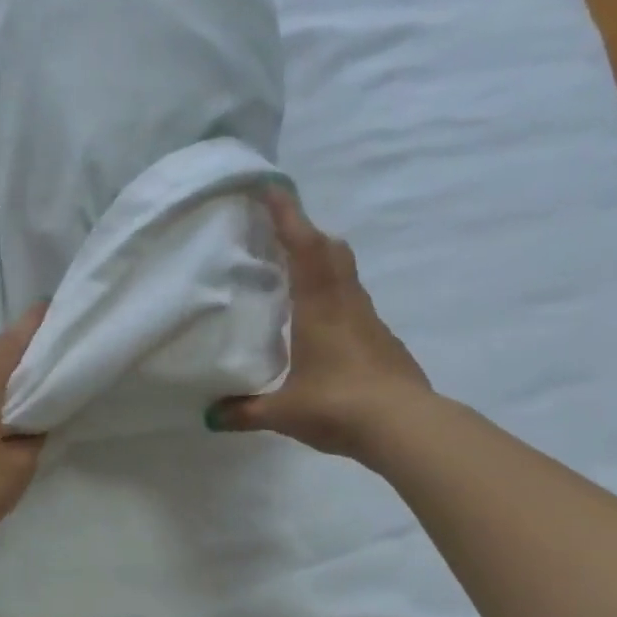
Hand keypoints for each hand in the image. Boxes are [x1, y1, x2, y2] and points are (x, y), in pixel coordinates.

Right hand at [207, 188, 430, 458]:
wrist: (404, 427)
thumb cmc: (338, 406)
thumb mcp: (283, 413)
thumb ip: (245, 411)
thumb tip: (212, 415)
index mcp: (320, 308)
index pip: (303, 247)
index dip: (287, 216)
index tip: (271, 189)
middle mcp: (347, 304)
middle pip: (331, 251)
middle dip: (306, 234)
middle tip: (280, 234)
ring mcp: (370, 322)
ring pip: (346, 276)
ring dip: (322, 264)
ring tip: (295, 277)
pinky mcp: (383, 341)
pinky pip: (355, 305)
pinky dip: (336, 298)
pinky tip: (321, 326)